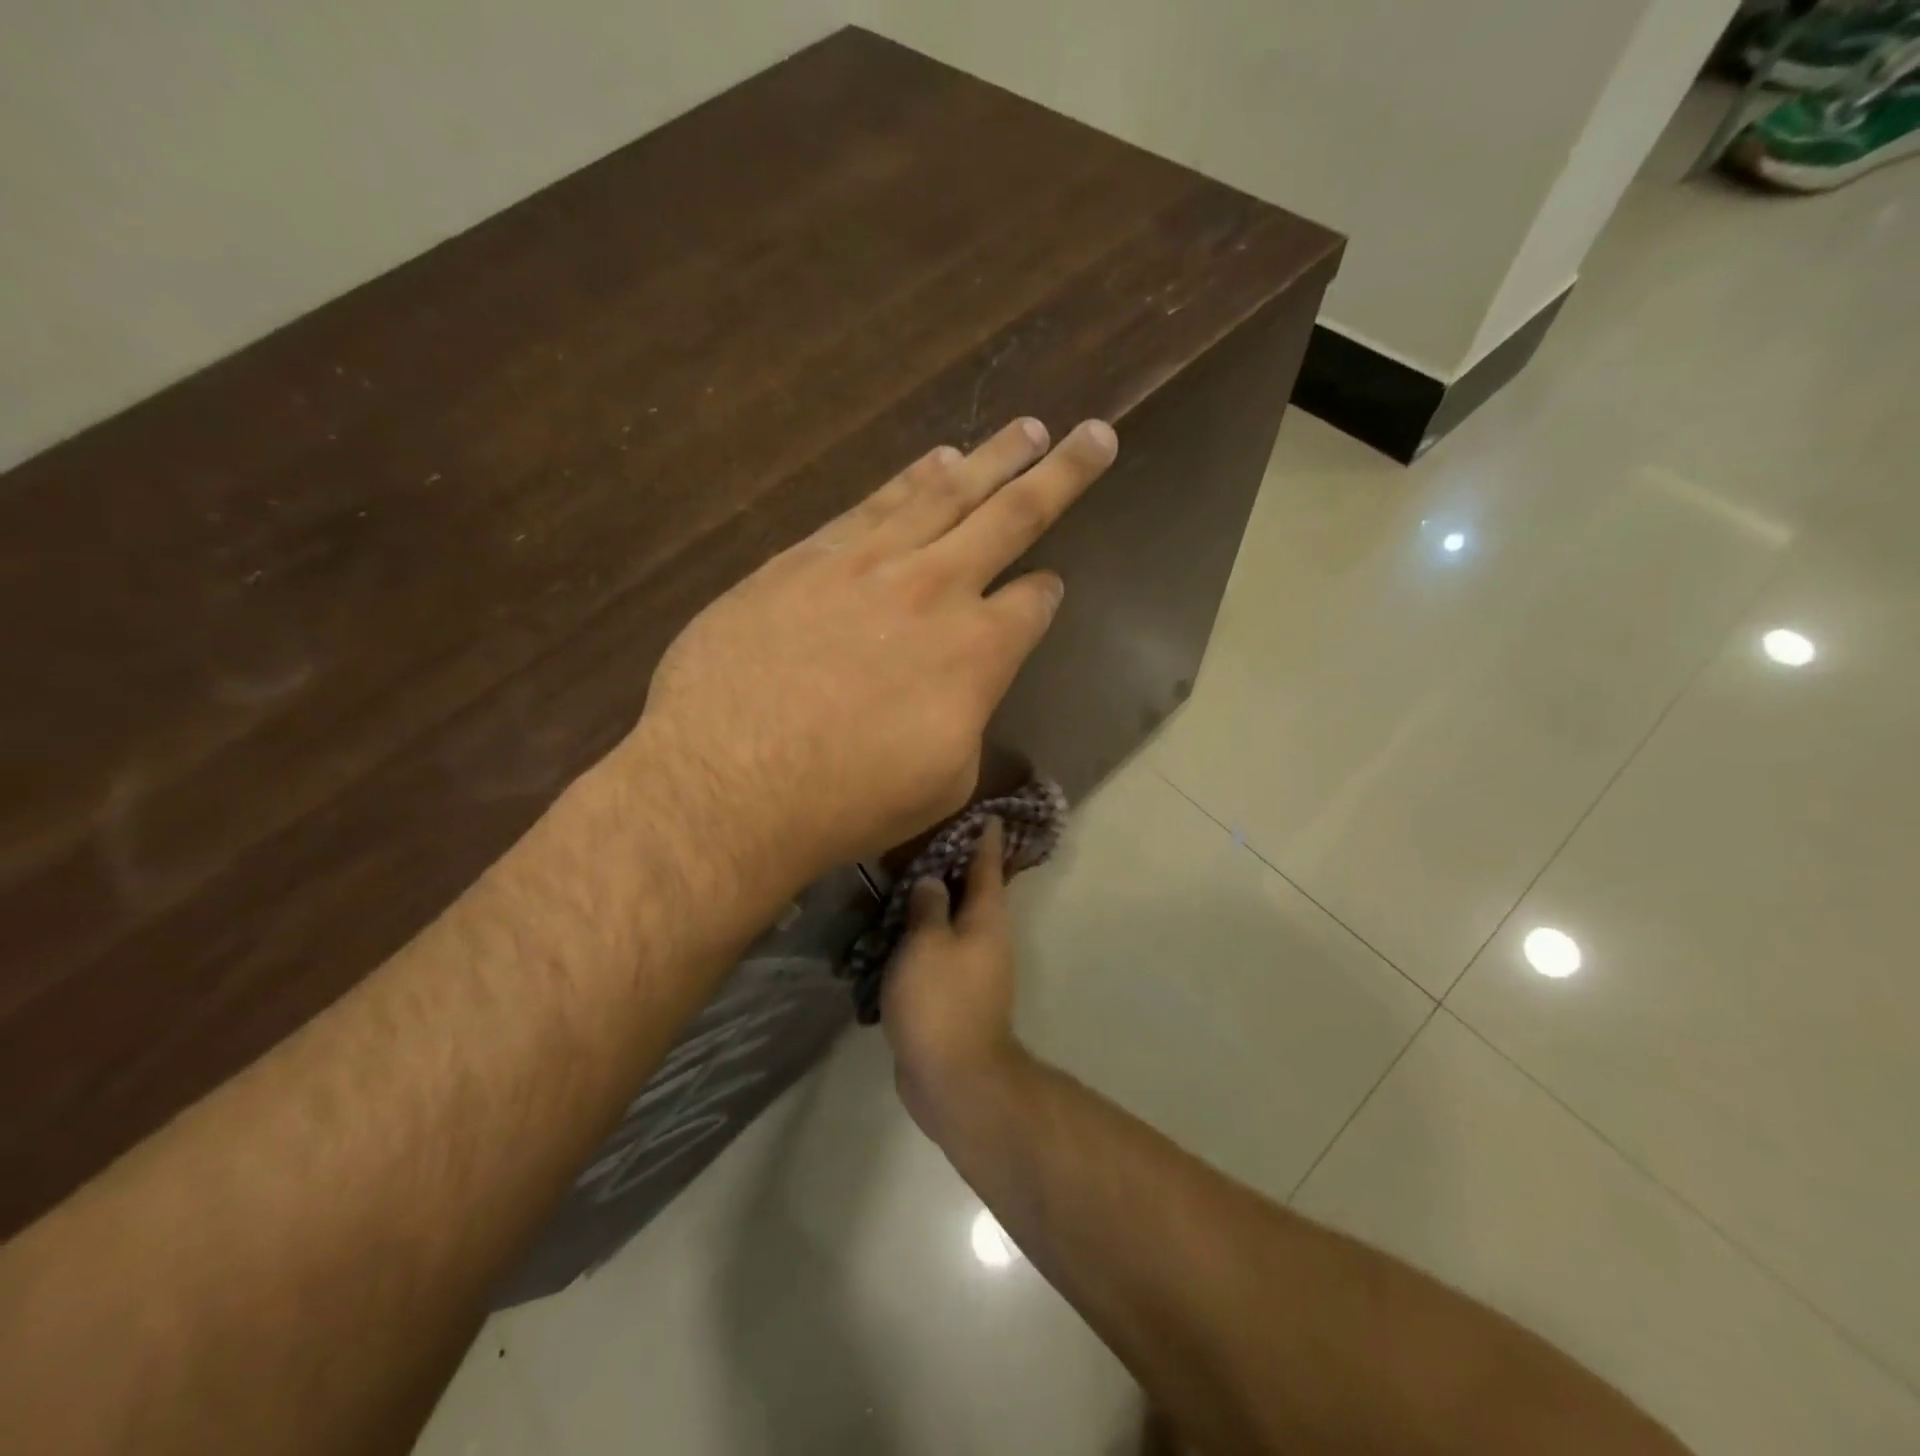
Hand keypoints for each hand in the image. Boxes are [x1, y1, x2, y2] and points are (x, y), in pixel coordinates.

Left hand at [635, 417, 1116, 898]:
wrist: (727, 782)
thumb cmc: (845, 801)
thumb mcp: (942, 781)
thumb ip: (966, 716)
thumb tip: (963, 685)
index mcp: (978, 651)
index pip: (1033, 604)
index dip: (1046, 595)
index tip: (1049, 589)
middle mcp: (935, 588)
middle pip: (1013, 516)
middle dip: (1061, 474)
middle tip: (1095, 435)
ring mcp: (867, 562)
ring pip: (944, 493)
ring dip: (991, 459)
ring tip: (1024, 431)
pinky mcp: (806, 556)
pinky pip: (874, 502)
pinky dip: (913, 477)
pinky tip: (935, 460)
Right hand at [882, 819, 1028, 1136]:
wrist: (954, 1078)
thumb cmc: (942, 1000)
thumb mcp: (927, 943)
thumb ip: (928, 906)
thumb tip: (933, 881)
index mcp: (987, 919)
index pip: (988, 866)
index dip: (986, 838)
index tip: (987, 813)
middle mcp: (986, 938)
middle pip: (974, 892)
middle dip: (957, 865)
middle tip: (931, 837)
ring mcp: (972, 969)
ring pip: (954, 921)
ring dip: (936, 901)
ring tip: (907, 877)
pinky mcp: (953, 994)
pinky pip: (938, 950)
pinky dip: (922, 935)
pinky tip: (897, 929)